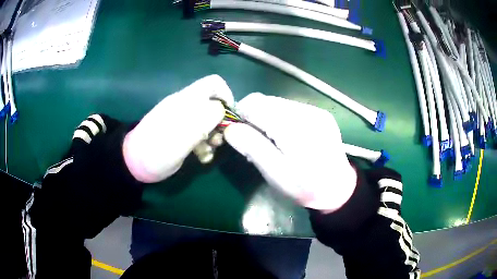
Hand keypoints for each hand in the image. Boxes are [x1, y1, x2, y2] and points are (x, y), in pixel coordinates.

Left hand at [123, 75, 233, 182]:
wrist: (135, 163)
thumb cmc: (157, 150)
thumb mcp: (181, 137)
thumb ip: (202, 120)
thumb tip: (222, 108)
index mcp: (186, 100)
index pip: (214, 84)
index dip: (227, 96)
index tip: (230, 119)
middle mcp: (186, 106)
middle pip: (214, 103)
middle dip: (221, 122)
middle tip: (218, 140)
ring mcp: (183, 119)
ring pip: (209, 120)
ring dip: (213, 136)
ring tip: (209, 152)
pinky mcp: (181, 132)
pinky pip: (200, 132)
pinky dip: (205, 143)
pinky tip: (201, 157)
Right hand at [224, 93, 356, 211]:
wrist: (338, 189)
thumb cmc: (305, 187)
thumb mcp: (275, 174)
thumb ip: (252, 147)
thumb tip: (230, 128)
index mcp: (294, 126)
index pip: (255, 104)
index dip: (241, 116)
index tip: (240, 135)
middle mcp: (306, 111)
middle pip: (265, 100)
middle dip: (253, 117)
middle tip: (256, 141)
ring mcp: (315, 110)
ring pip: (277, 103)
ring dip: (266, 117)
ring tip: (271, 141)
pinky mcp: (320, 114)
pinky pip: (290, 108)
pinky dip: (280, 118)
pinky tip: (286, 137)